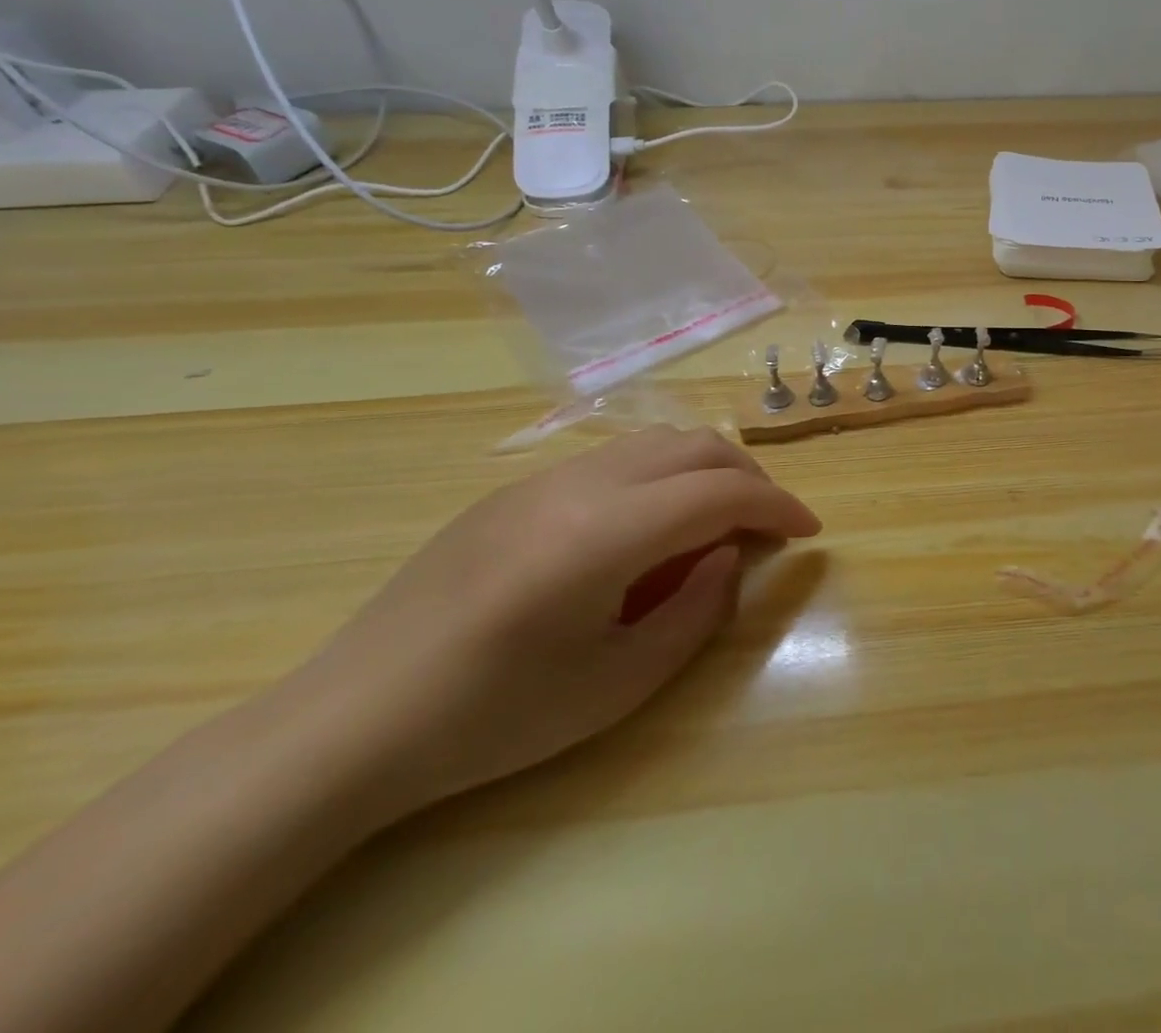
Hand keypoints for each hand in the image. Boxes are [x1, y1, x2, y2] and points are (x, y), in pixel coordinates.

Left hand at [289, 426, 821, 819]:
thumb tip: (727, 559)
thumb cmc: (493, 718)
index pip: (720, 491)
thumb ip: (694, 613)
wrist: (352, 721)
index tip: (808, 531)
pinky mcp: (515, 489)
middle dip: (748, 474)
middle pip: (693, 444)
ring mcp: (542, 478)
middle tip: (768, 523)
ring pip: (653, 441)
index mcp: (606, 532)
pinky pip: (612, 459)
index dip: (777, 504)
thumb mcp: (616, 684)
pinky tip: (648, 529)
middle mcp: (579, 483)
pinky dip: (658, 476)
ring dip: (703, 468)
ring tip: (716, 521)